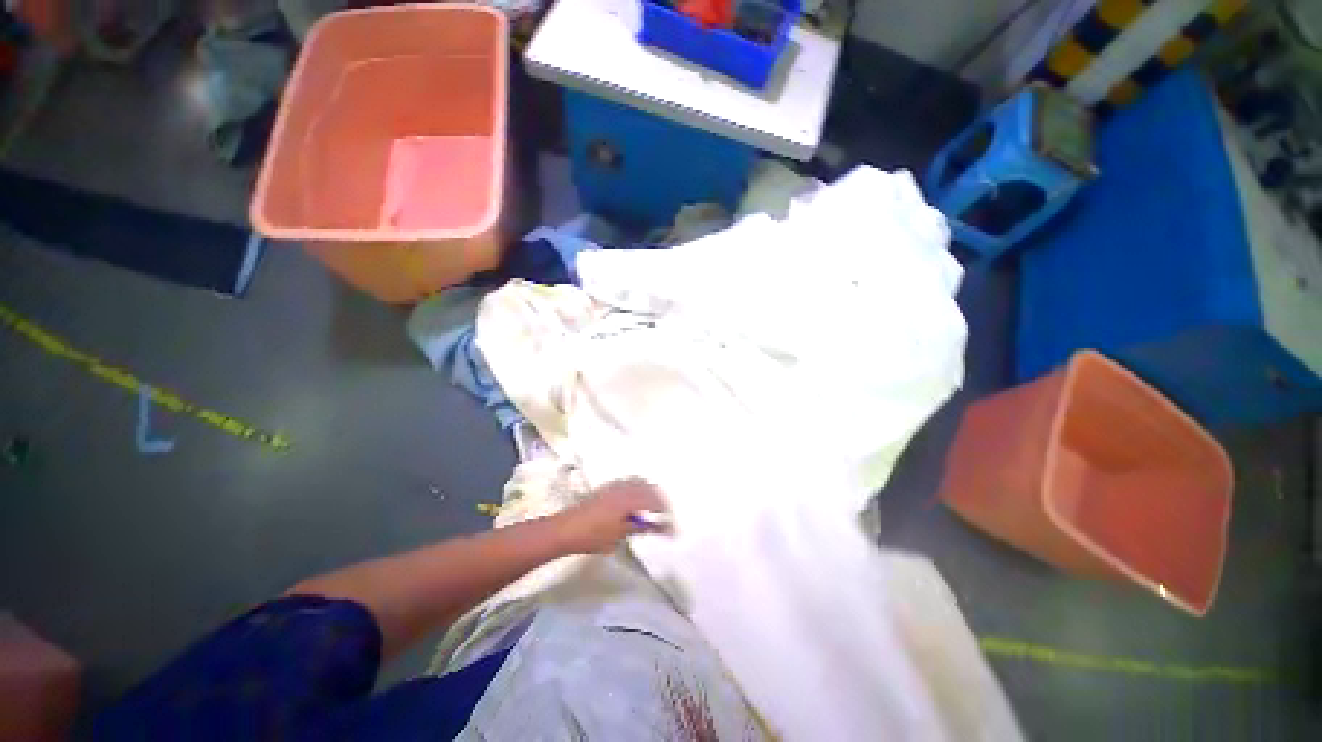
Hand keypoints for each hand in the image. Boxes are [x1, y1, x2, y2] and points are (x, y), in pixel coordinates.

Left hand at [558, 478, 669, 553]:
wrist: (567, 528)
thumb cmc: (595, 535)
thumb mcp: (621, 535)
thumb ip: (642, 527)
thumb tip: (660, 527)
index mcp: (630, 497)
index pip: (656, 501)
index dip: (666, 513)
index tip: (671, 526)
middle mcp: (625, 487)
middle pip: (650, 488)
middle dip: (660, 501)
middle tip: (666, 517)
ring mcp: (616, 485)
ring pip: (640, 484)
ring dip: (650, 494)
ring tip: (653, 510)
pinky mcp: (608, 488)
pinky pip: (630, 484)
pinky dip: (639, 491)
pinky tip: (636, 504)